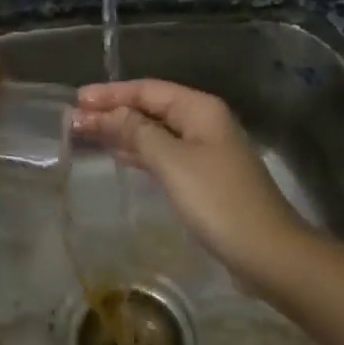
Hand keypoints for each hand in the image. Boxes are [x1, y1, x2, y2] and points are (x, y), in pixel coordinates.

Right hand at [73, 79, 307, 284]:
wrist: (268, 254)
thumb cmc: (218, 201)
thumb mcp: (172, 162)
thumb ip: (136, 133)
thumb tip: (106, 113)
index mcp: (200, 109)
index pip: (147, 90)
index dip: (111, 94)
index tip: (77, 100)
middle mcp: (204, 122)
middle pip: (151, 109)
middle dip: (113, 112)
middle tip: (74, 120)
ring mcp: (206, 151)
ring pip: (156, 132)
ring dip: (123, 132)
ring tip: (88, 135)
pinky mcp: (204, 178)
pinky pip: (164, 155)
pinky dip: (140, 152)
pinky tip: (119, 156)